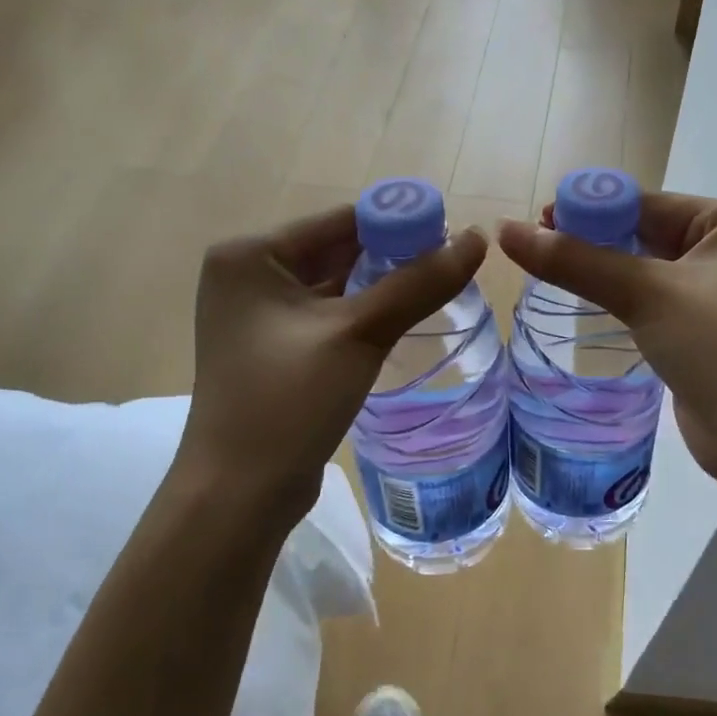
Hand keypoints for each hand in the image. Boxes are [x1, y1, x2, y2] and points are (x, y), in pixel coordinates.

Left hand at [177, 205, 486, 528]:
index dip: (400, 222)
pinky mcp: (275, 348)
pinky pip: (330, 315)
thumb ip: (418, 284)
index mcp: (250, 256)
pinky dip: (366, 313)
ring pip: (337, 284)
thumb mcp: (358, 335)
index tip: (453, 233)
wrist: (239, 494)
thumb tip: (477, 239)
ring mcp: (259, 315)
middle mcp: (249, 275)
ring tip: (442, 287)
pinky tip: (406, 318)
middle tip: (454, 262)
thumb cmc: (288, 402)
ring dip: (383, 286)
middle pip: (338, 250)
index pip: (340, 221)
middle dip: (394, 255)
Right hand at [497, 194, 716, 488]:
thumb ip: (576, 261)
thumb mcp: (646, 294)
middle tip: (536, 248)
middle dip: (594, 240)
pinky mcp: (705, 330)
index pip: (647, 203)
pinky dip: (622, 301)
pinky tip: (587, 305)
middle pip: (646, 233)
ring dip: (604, 272)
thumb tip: (506, 230)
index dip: (590, 209)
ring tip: (549, 273)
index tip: (537, 221)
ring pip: (647, 270)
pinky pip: (655, 302)